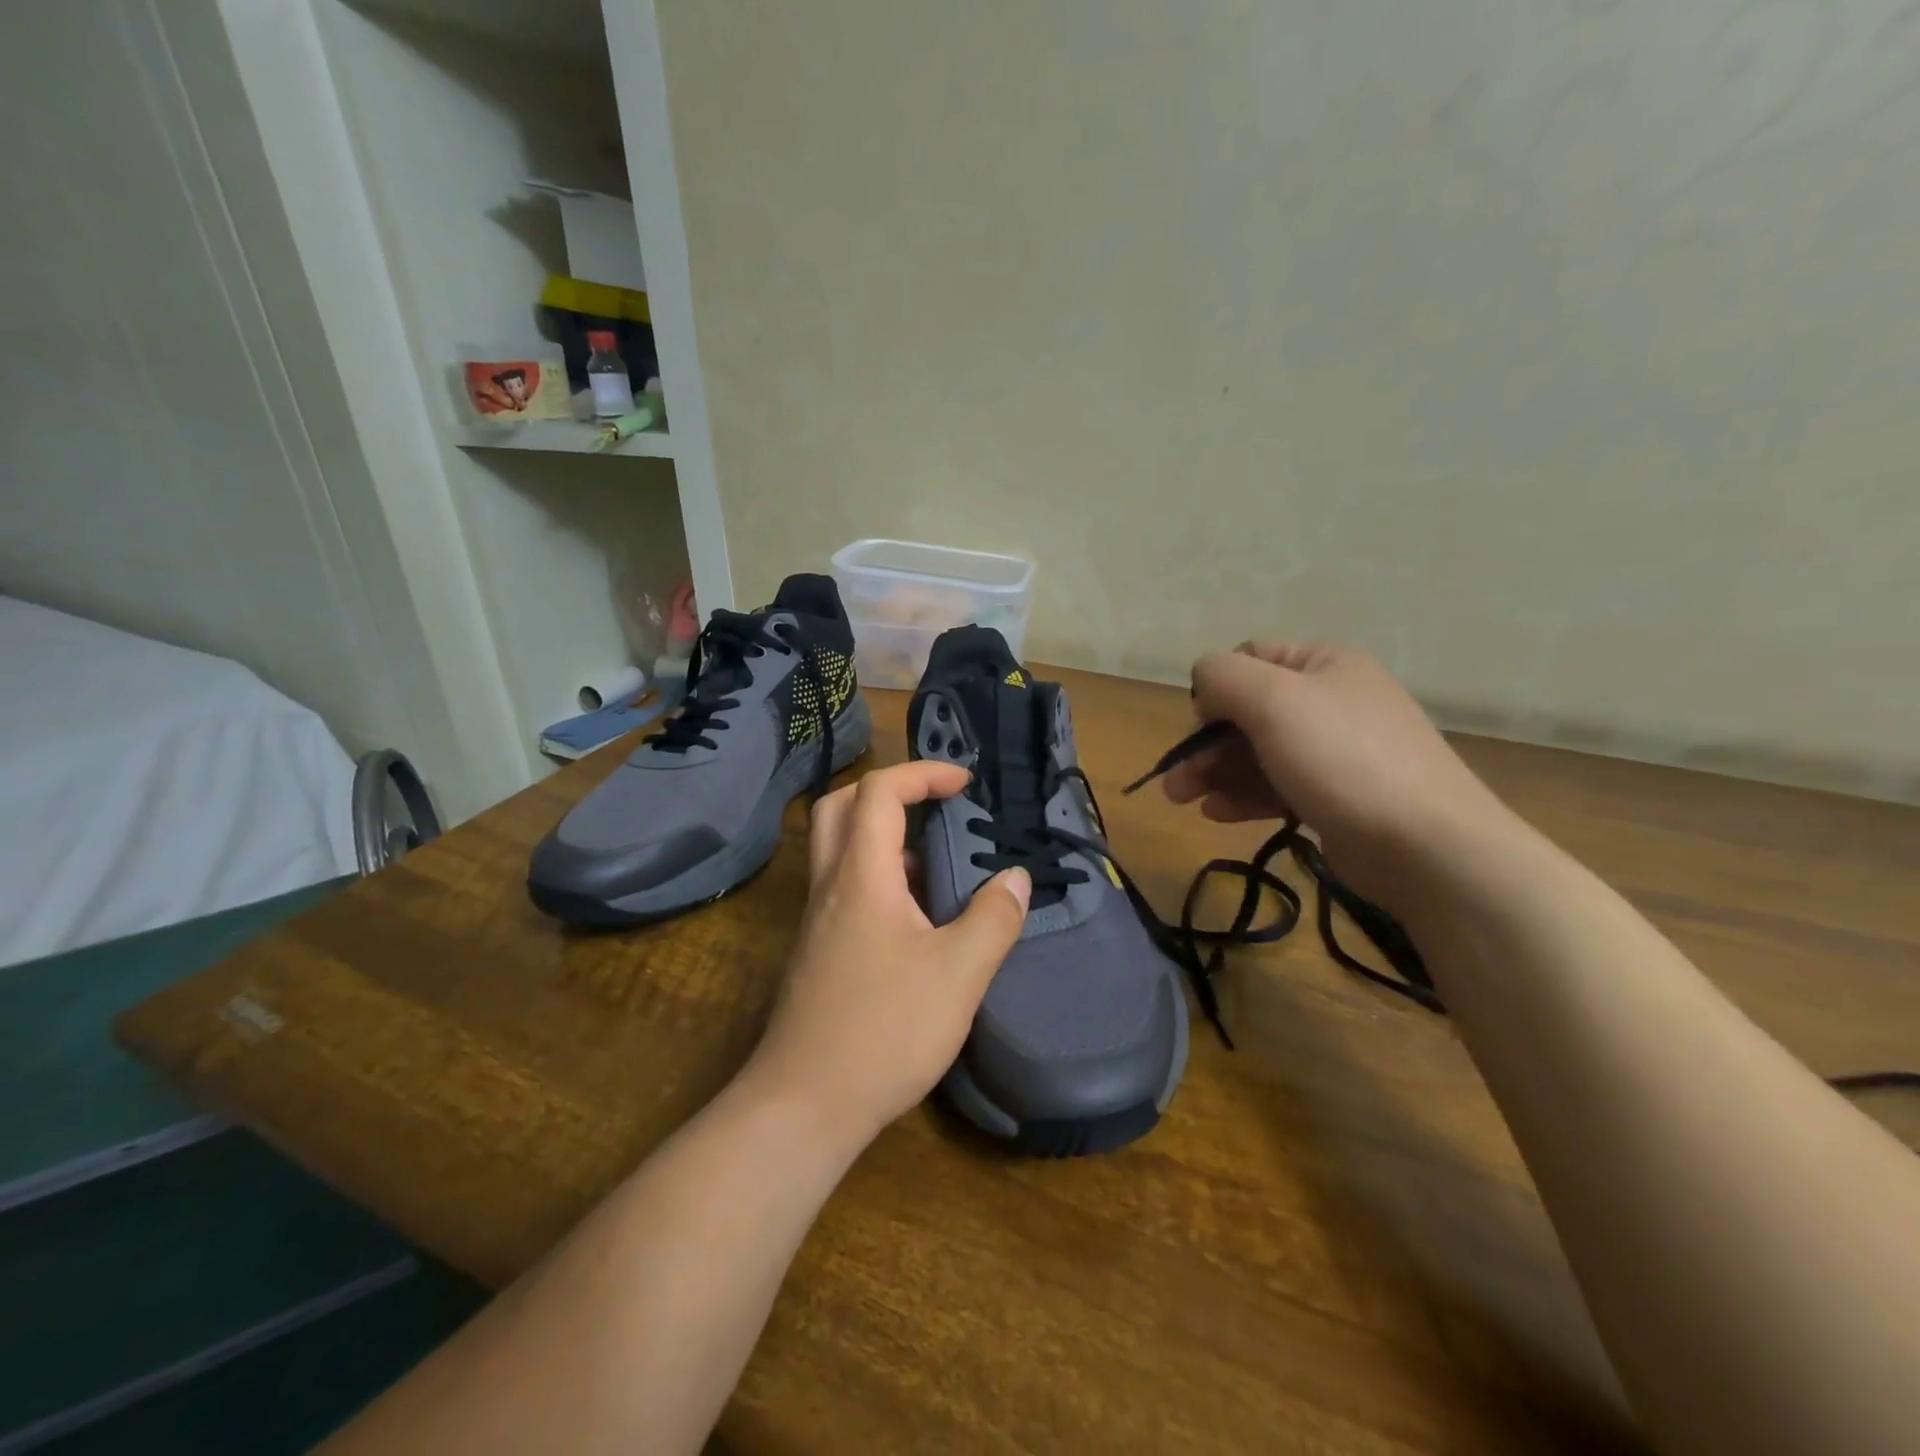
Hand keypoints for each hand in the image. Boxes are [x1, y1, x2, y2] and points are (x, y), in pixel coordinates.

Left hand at [744, 761, 1030, 1148]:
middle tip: (934, 804)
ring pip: (837, 847)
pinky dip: (877, 873)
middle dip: (889, 789)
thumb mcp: (958, 975)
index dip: (922, 774)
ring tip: (936, 858)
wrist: (803, 1105)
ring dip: (882, 832)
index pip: (879, 792)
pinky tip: (916, 915)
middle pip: (841, 805)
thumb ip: (993, 920)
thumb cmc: (884, 1032)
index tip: (964, 783)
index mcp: (862, 876)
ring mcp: (817, 919)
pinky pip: (843, 885)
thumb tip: (1015, 878)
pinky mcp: (817, 950)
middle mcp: (830, 886)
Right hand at [1163, 641, 1501, 902]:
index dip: (1215, 689)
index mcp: (1324, 663)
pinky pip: (1278, 786)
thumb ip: (1223, 676)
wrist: (1426, 846)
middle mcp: (1332, 700)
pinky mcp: (1337, 796)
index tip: (1197, 727)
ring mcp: (1336, 751)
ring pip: (1259, 753)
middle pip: (1249, 712)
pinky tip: (1217, 814)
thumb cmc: (1341, 759)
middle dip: (1206, 744)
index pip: (1250, 659)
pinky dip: (1244, 796)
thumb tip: (1204, 682)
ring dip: (1216, 773)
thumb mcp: (1272, 700)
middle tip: (1175, 780)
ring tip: (1183, 800)